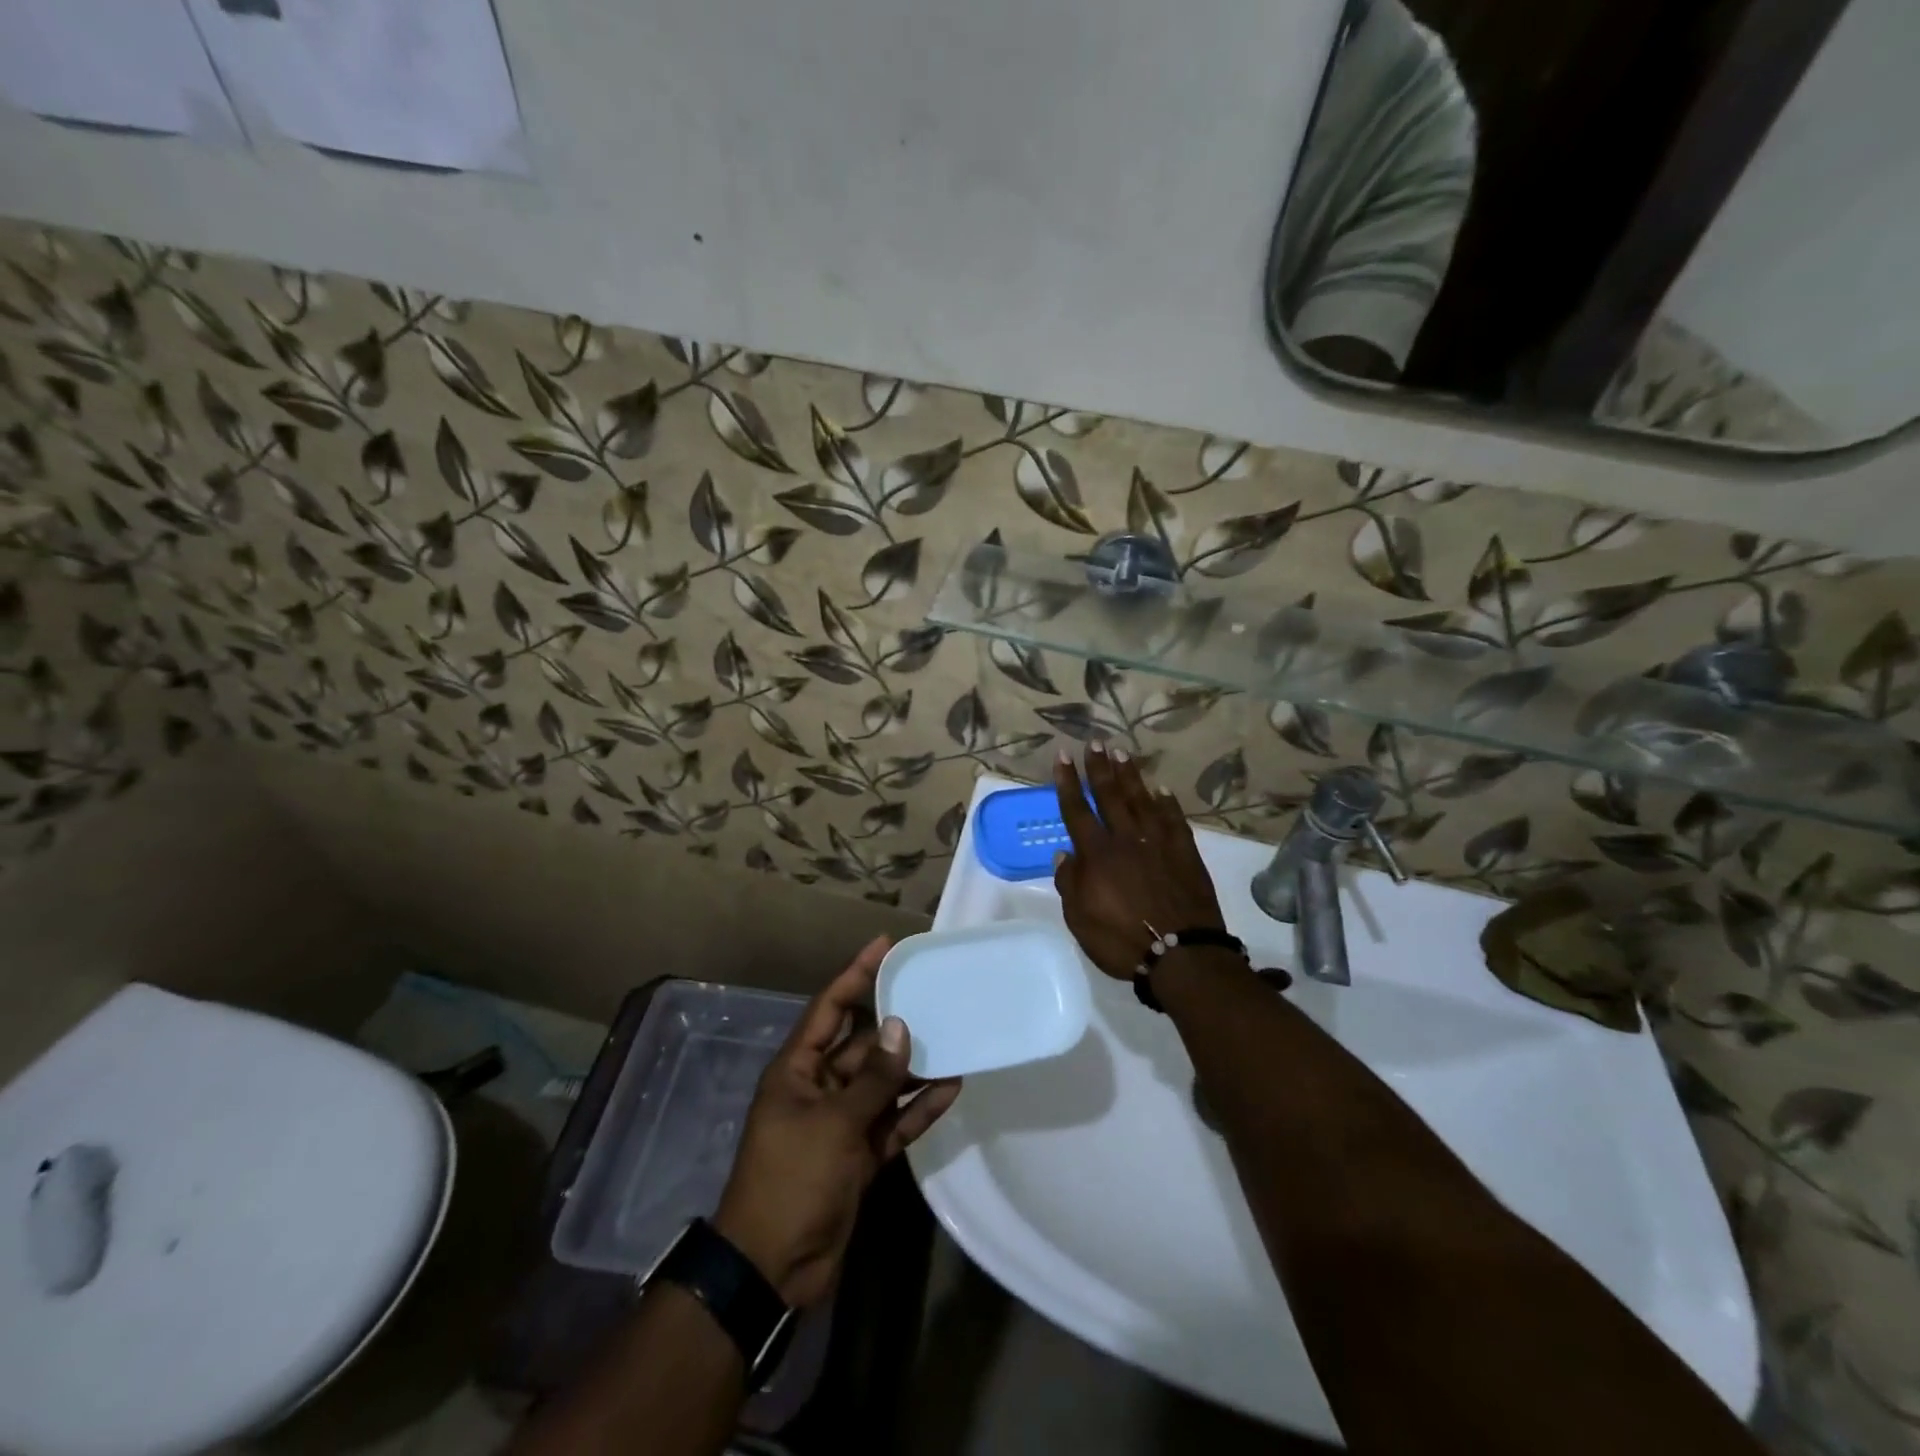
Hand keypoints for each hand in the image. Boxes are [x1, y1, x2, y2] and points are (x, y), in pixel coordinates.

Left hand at [714, 938, 962, 1307]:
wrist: (772, 1269)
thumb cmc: (792, 1180)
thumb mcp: (833, 1124)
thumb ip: (872, 1078)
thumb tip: (902, 1027)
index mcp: (798, 1070)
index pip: (830, 1008)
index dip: (856, 974)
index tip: (885, 946)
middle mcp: (819, 1087)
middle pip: (862, 1043)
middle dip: (895, 1022)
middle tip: (934, 994)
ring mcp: (841, 1122)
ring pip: (882, 1083)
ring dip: (913, 1067)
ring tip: (954, 1039)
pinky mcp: (860, 1155)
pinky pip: (893, 1121)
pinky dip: (918, 1108)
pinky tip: (951, 1089)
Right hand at [1052, 743, 1227, 979]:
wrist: (1182, 953)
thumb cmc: (1121, 940)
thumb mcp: (1079, 919)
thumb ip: (1069, 882)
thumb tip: (1064, 853)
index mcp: (1097, 854)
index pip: (1077, 810)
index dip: (1068, 782)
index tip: (1062, 756)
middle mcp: (1126, 839)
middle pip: (1110, 795)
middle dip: (1099, 767)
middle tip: (1095, 742)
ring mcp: (1159, 843)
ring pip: (1141, 800)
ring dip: (1130, 776)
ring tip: (1122, 753)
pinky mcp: (1185, 852)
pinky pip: (1174, 819)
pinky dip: (1167, 803)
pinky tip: (1162, 790)